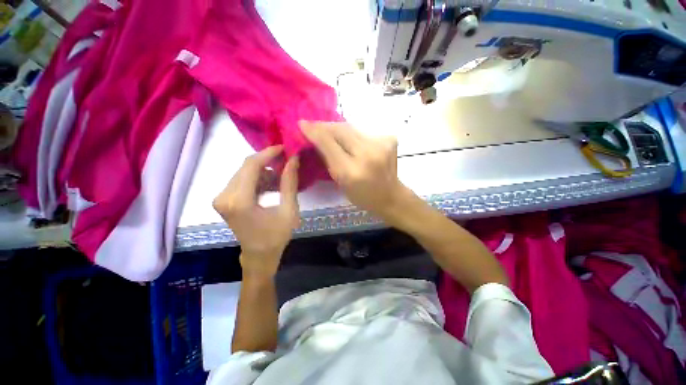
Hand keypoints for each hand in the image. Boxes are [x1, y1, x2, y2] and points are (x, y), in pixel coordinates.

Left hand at [213, 146, 299, 277]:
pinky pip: (242, 181)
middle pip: (246, 167)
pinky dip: (258, 180)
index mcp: (239, 200)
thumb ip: (290, 183)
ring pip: (244, 172)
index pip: (252, 165)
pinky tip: (272, 186)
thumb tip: (293, 159)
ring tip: (282, 177)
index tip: (285, 148)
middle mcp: (224, 196)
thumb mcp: (289, 210)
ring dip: (264, 171)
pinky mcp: (224, 200)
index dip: (269, 153)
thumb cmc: (276, 236)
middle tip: (287, 162)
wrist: (258, 255)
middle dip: (268, 161)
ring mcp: (221, 198)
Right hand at [301, 121, 411, 222]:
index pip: (329, 143)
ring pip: (351, 127)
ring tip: (328, 130)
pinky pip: (362, 131)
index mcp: (352, 171)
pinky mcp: (389, 139)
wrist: (391, 196)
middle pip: (340, 130)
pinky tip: (349, 139)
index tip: (302, 124)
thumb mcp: (340, 183)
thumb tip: (315, 139)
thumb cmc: (362, 196)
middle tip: (313, 125)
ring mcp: (380, 144)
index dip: (314, 131)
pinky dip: (352, 133)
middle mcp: (367, 154)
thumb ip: (329, 160)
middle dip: (324, 126)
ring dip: (337, 128)